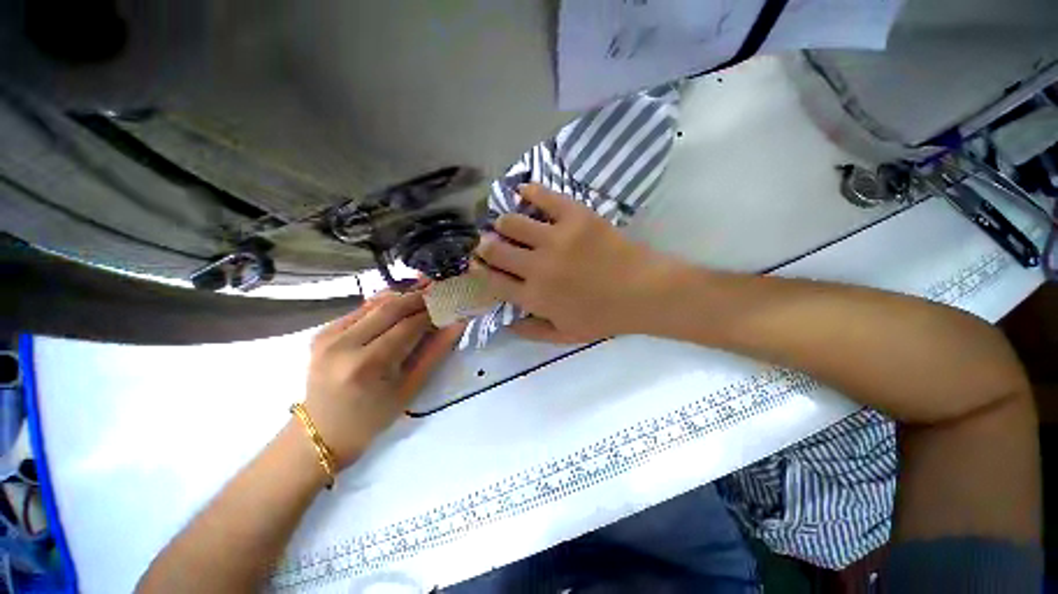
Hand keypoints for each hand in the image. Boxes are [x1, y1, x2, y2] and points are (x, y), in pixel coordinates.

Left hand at [303, 291, 462, 467]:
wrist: (323, 431)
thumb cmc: (373, 417)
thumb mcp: (411, 388)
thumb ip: (436, 352)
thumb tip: (458, 323)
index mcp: (367, 365)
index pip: (408, 326)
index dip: (433, 312)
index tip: (451, 305)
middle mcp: (343, 345)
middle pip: (390, 307)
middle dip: (419, 298)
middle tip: (440, 295)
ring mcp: (328, 336)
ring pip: (375, 304)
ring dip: (403, 298)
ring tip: (424, 299)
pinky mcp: (322, 332)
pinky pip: (361, 311)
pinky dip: (384, 306)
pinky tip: (399, 308)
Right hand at [472, 184, 675, 342]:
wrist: (643, 292)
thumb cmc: (604, 317)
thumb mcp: (565, 335)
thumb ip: (532, 332)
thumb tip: (506, 323)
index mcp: (534, 296)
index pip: (492, 280)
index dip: (479, 270)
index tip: (477, 262)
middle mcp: (537, 267)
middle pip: (494, 248)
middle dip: (484, 244)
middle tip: (488, 241)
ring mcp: (556, 239)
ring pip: (511, 221)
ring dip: (503, 222)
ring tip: (508, 222)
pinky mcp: (575, 216)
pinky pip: (543, 195)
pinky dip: (529, 191)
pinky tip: (525, 192)